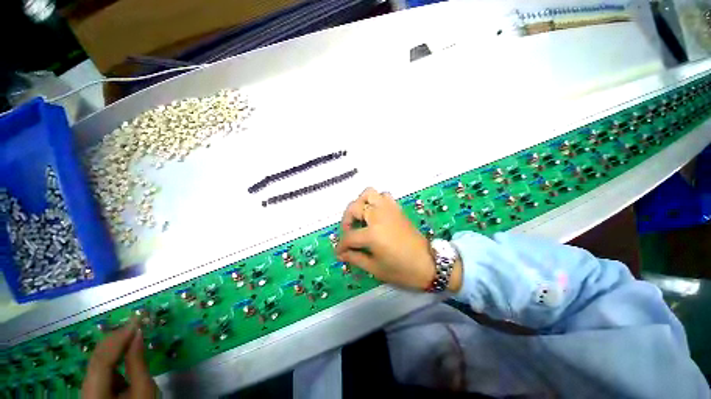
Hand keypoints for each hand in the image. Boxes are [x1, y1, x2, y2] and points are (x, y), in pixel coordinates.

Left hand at [81, 320, 157, 398]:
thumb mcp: (143, 391)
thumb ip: (138, 364)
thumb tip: (137, 334)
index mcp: (95, 392)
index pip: (102, 359)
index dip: (118, 338)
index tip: (136, 320)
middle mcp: (85, 388)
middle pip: (96, 358)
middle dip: (115, 339)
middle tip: (134, 322)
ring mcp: (86, 388)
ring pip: (97, 361)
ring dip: (114, 345)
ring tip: (130, 332)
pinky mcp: (91, 388)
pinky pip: (99, 367)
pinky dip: (112, 355)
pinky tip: (124, 349)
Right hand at [336, 187, 461, 290]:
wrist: (429, 263)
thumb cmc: (402, 270)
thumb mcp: (375, 268)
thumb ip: (355, 258)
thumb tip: (341, 254)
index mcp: (372, 234)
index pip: (349, 236)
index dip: (341, 246)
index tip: (339, 252)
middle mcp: (378, 216)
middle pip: (354, 207)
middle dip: (346, 220)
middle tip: (348, 232)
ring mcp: (389, 209)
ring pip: (369, 194)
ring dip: (360, 203)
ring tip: (361, 217)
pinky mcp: (397, 209)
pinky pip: (384, 196)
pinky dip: (376, 200)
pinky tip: (375, 213)